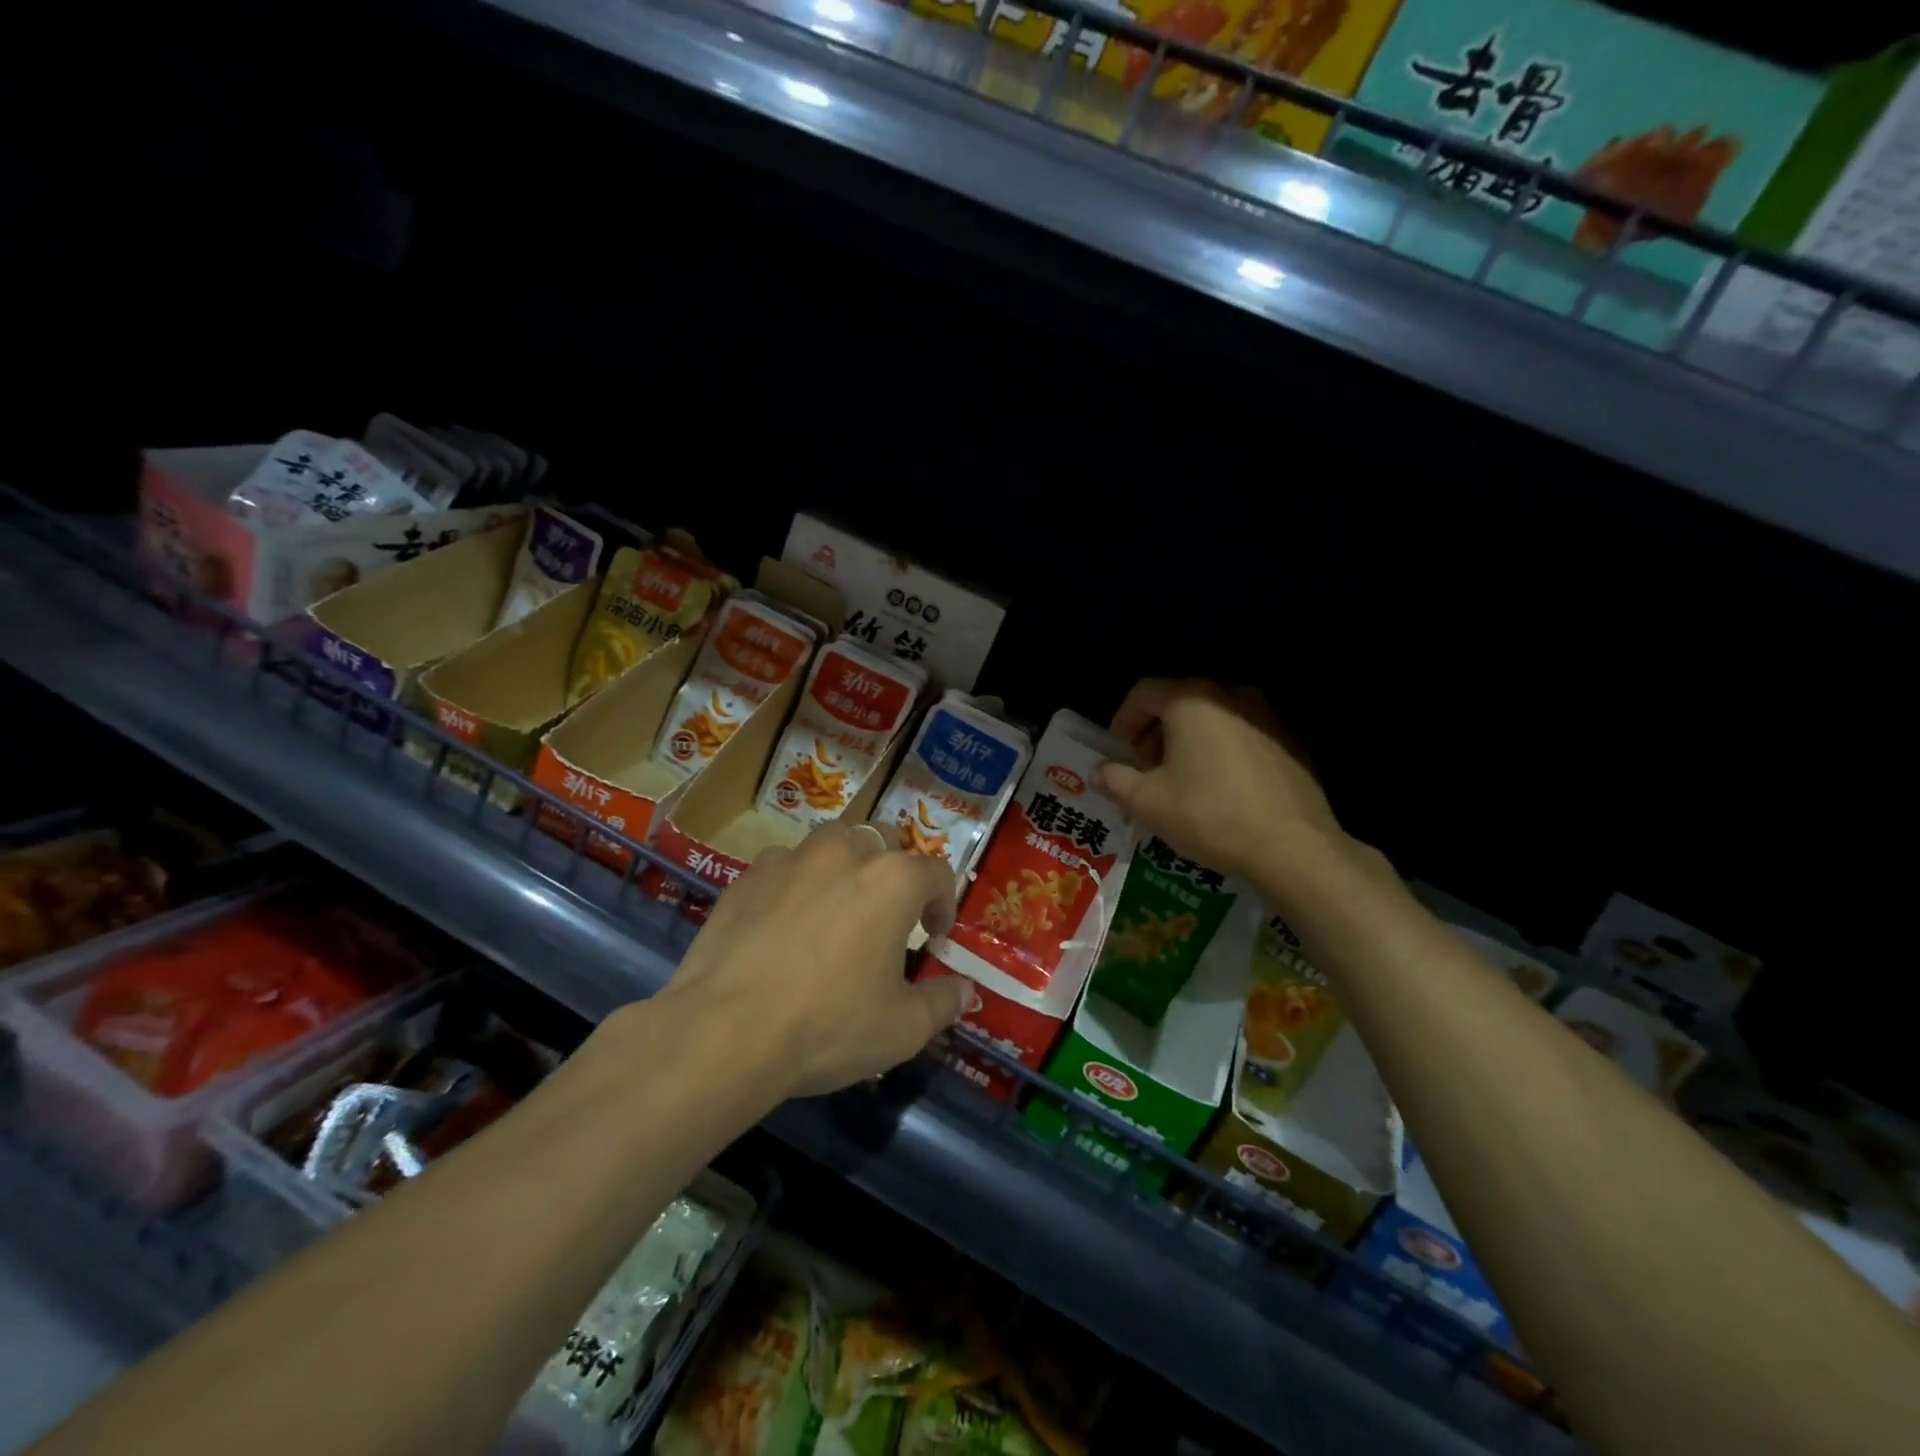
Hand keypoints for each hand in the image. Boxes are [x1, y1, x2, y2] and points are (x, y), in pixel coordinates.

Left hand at [664, 823, 964, 1097]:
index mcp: (892, 881)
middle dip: (894, 872)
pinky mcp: (747, 877)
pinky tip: (784, 924)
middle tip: (888, 916)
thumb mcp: (902, 1028)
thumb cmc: (828, 1025)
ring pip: (831, 844)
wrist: (725, 1031)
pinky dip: (795, 884)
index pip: (936, 873)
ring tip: (836, 909)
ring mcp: (790, 860)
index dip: (944, 904)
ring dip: (844, 867)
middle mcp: (845, 854)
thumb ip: (943, 1003)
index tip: (934, 938)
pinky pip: (784, 867)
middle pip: (883, 841)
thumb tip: (966, 992)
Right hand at [1097, 678, 1339, 885]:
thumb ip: (1114, 780)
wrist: (1293, 847)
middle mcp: (1229, 695)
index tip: (1118, 756)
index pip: (1142, 693)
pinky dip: (1221, 752)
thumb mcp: (1147, 803)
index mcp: (1191, 700)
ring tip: (1183, 782)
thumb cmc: (1209, 816)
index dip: (1122, 722)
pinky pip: (1241, 735)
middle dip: (1154, 734)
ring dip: (1188, 742)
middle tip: (1146, 772)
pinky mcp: (1289, 740)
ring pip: (1211, 718)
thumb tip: (1099, 771)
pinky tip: (1221, 790)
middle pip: (1178, 702)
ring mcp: (1266, 715)